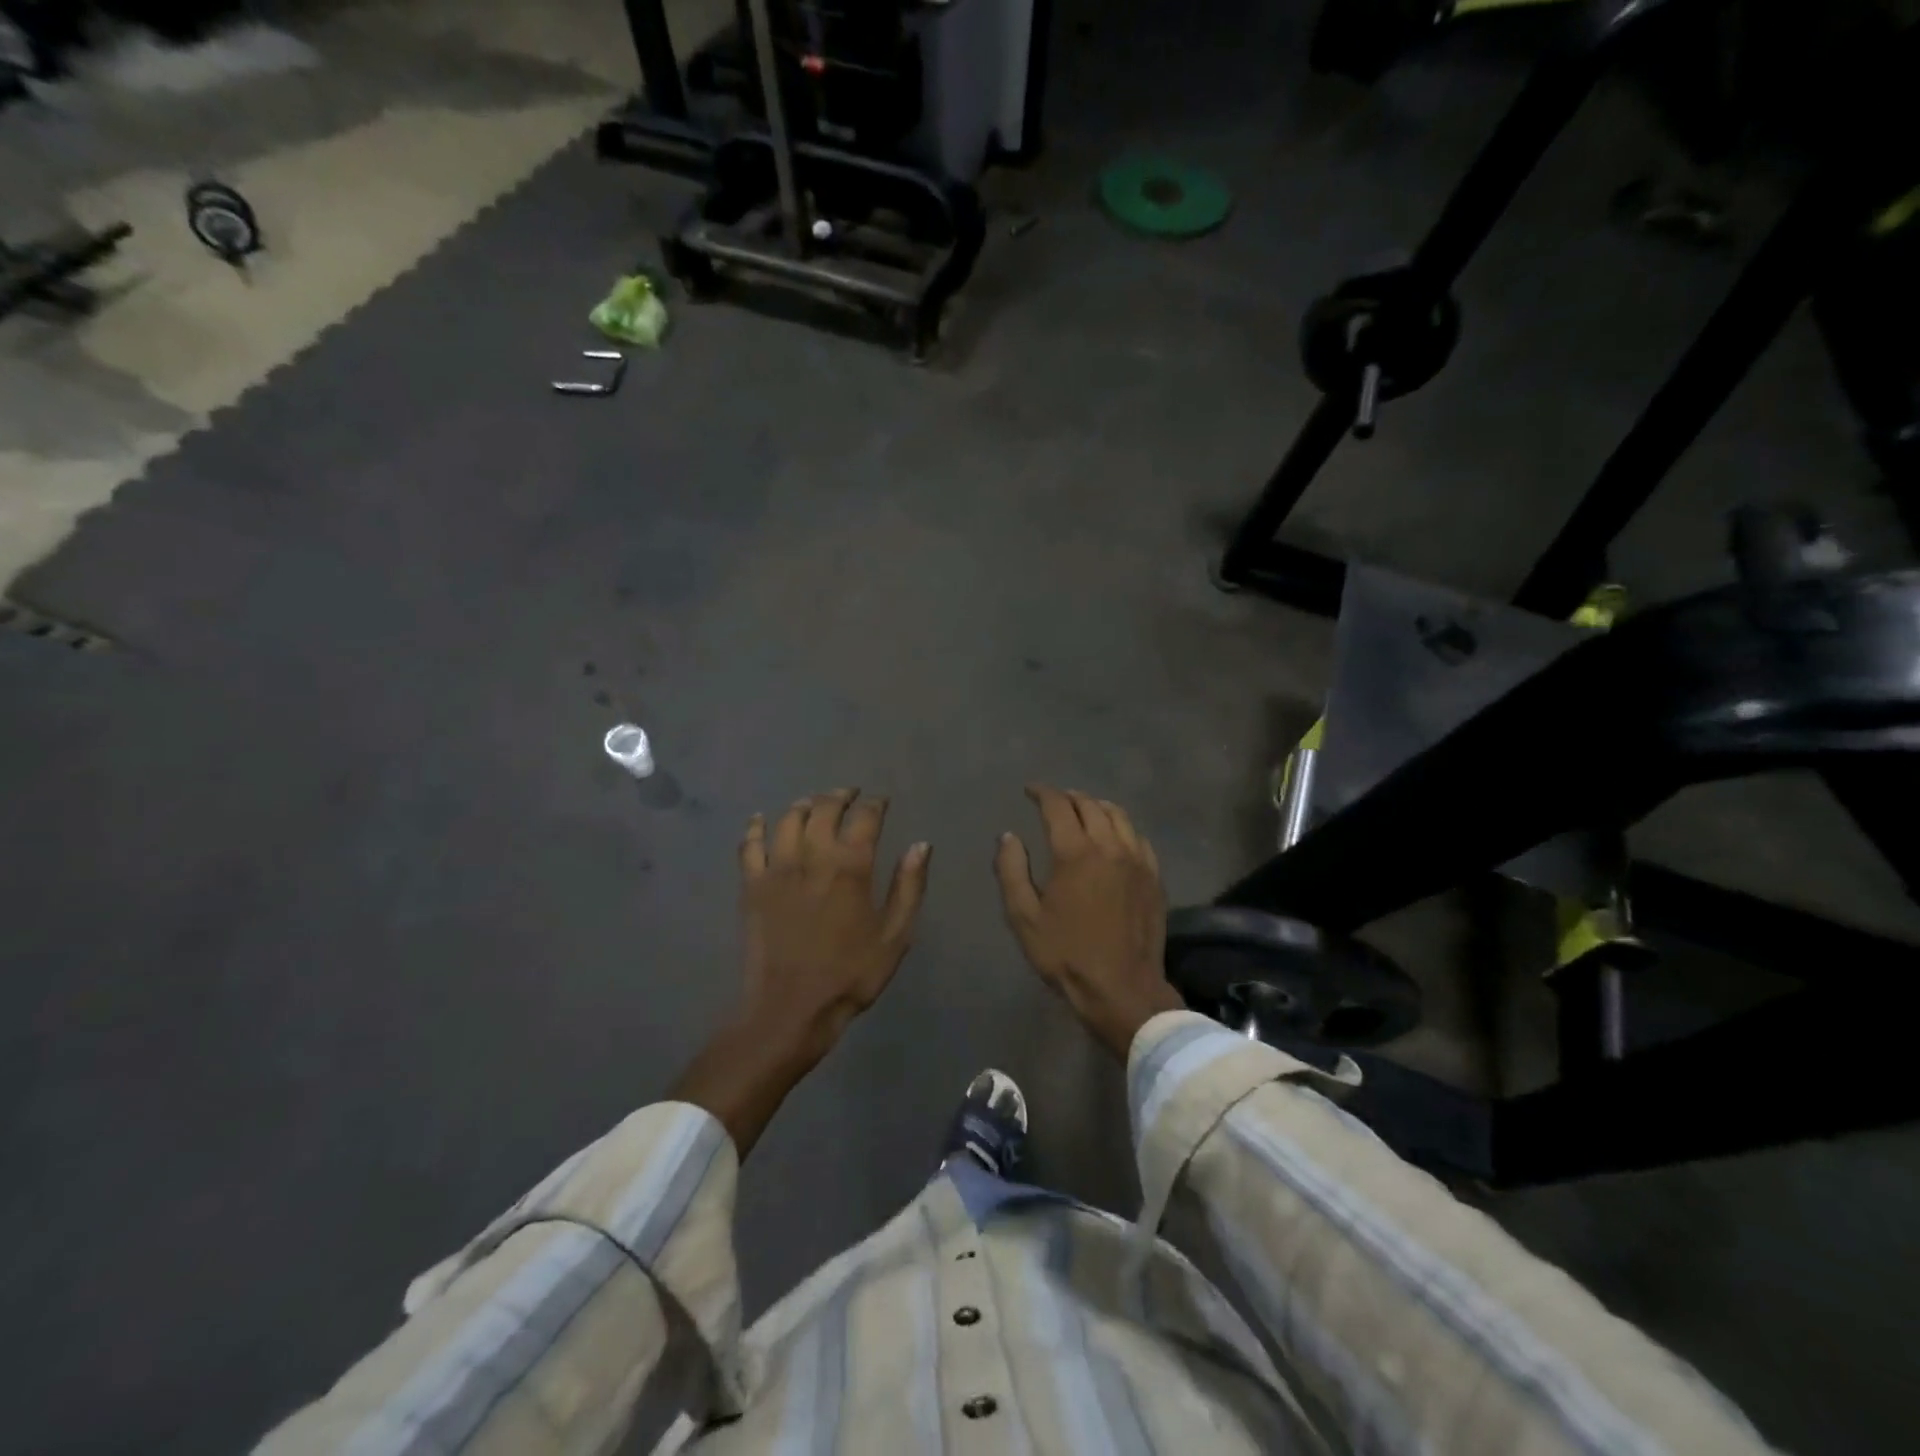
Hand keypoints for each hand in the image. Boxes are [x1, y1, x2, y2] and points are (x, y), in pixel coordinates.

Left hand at [673, 790, 929, 1154]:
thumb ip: (909, 887)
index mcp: (851, 866)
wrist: (790, 1009)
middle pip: (824, 808)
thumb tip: (921, 845)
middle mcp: (813, 856)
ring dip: (803, 805)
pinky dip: (755, 827)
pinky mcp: (751, 886)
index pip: (865, 817)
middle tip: (850, 794)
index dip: (875, 804)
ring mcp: (777, 868)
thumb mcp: (894, 936)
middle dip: (840, 796)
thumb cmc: (850, 975)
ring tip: (813, 804)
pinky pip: (749, 845)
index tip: (881, 801)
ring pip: (788, 819)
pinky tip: (760, 819)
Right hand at [995, 786, 1183, 1059]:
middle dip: (1069, 797)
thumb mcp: (1024, 917)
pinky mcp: (1154, 877)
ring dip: (1097, 806)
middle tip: (1054, 800)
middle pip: (1090, 805)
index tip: (1030, 790)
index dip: (1042, 792)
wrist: (1122, 989)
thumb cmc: (1066, 954)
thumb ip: (1011, 871)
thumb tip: (1008, 836)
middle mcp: (1109, 846)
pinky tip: (1114, 836)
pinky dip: (1122, 827)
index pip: (1058, 806)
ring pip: (1119, 816)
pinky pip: (1138, 837)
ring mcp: (1137, 860)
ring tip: (1084, 809)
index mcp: (1075, 853)